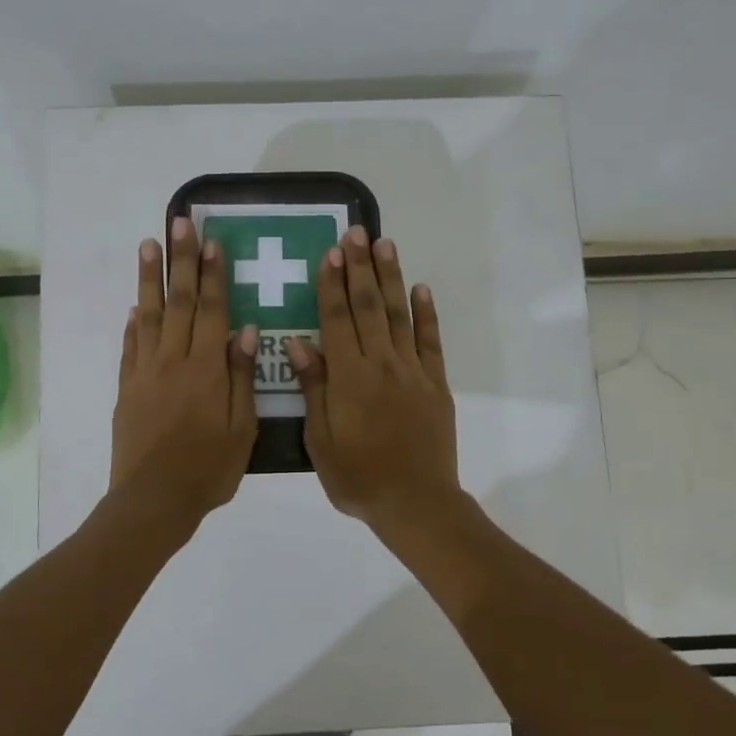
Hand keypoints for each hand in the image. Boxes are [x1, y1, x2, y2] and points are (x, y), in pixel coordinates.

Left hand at [109, 217, 259, 526]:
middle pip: (178, 302)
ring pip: (148, 316)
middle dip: (181, 260)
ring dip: (150, 279)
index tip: (211, 243)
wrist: (154, 499)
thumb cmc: (208, 469)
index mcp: (205, 369)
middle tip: (178, 223)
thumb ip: (241, 377)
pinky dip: (133, 323)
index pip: (211, 310)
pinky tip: (135, 306)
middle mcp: (173, 360)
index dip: (212, 275)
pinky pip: (130, 346)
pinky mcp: (128, 388)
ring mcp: (145, 372)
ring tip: (148, 245)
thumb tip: (247, 331)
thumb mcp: (241, 428)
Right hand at [286, 227, 462, 532]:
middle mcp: (381, 364)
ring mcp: (412, 372)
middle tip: (358, 233)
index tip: (330, 252)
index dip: (332, 284)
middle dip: (361, 268)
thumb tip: (300, 343)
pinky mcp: (435, 384)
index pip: (336, 319)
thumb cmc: (358, 477)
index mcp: (348, 377)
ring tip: (386, 245)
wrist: (415, 502)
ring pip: (399, 315)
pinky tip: (421, 289)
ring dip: (391, 278)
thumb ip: (314, 388)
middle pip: (369, 307)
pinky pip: (430, 342)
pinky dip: (426, 314)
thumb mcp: (321, 440)